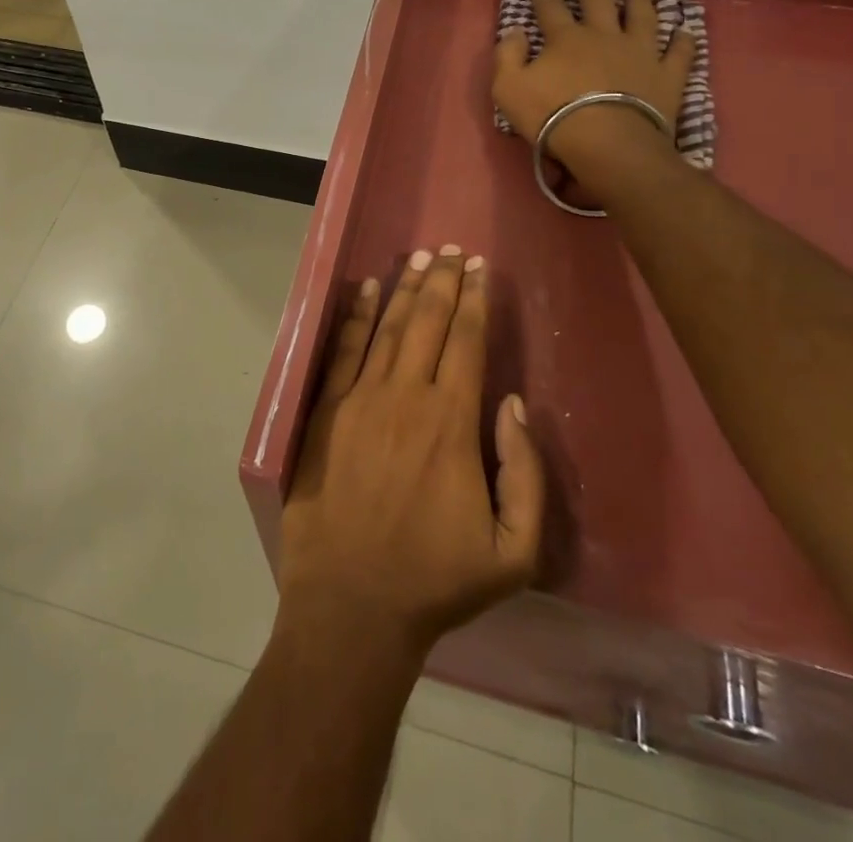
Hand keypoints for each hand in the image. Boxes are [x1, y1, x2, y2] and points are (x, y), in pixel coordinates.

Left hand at [277, 249, 544, 663]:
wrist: (352, 603)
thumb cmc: (436, 579)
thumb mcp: (514, 552)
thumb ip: (526, 474)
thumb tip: (513, 404)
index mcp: (452, 424)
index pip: (467, 343)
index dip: (475, 302)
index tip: (480, 269)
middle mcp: (406, 397)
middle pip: (429, 323)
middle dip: (444, 281)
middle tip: (453, 249)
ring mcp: (360, 400)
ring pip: (389, 328)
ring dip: (407, 289)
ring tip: (420, 258)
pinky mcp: (327, 411)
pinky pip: (343, 351)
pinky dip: (357, 316)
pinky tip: (368, 289)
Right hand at [493, 0, 693, 197]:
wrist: (607, 142)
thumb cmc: (551, 115)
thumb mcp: (508, 88)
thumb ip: (507, 56)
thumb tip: (514, 31)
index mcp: (566, 38)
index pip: (551, 8)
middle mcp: (605, 36)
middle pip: (598, 2)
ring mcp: (640, 52)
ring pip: (642, 17)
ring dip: (639, 2)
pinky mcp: (667, 75)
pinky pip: (679, 53)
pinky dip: (683, 41)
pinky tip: (685, 31)